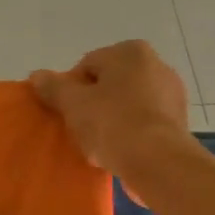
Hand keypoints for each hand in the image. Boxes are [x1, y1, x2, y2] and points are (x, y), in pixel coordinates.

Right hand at [30, 41, 194, 181]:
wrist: (157, 162)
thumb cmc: (112, 124)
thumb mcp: (73, 104)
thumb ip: (53, 87)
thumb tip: (36, 75)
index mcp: (131, 52)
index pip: (87, 66)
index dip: (71, 90)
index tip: (67, 113)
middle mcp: (157, 64)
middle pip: (109, 84)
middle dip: (93, 104)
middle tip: (80, 129)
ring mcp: (172, 94)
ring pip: (127, 105)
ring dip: (112, 121)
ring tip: (100, 145)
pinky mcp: (178, 122)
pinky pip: (144, 123)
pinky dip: (131, 134)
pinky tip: (120, 152)